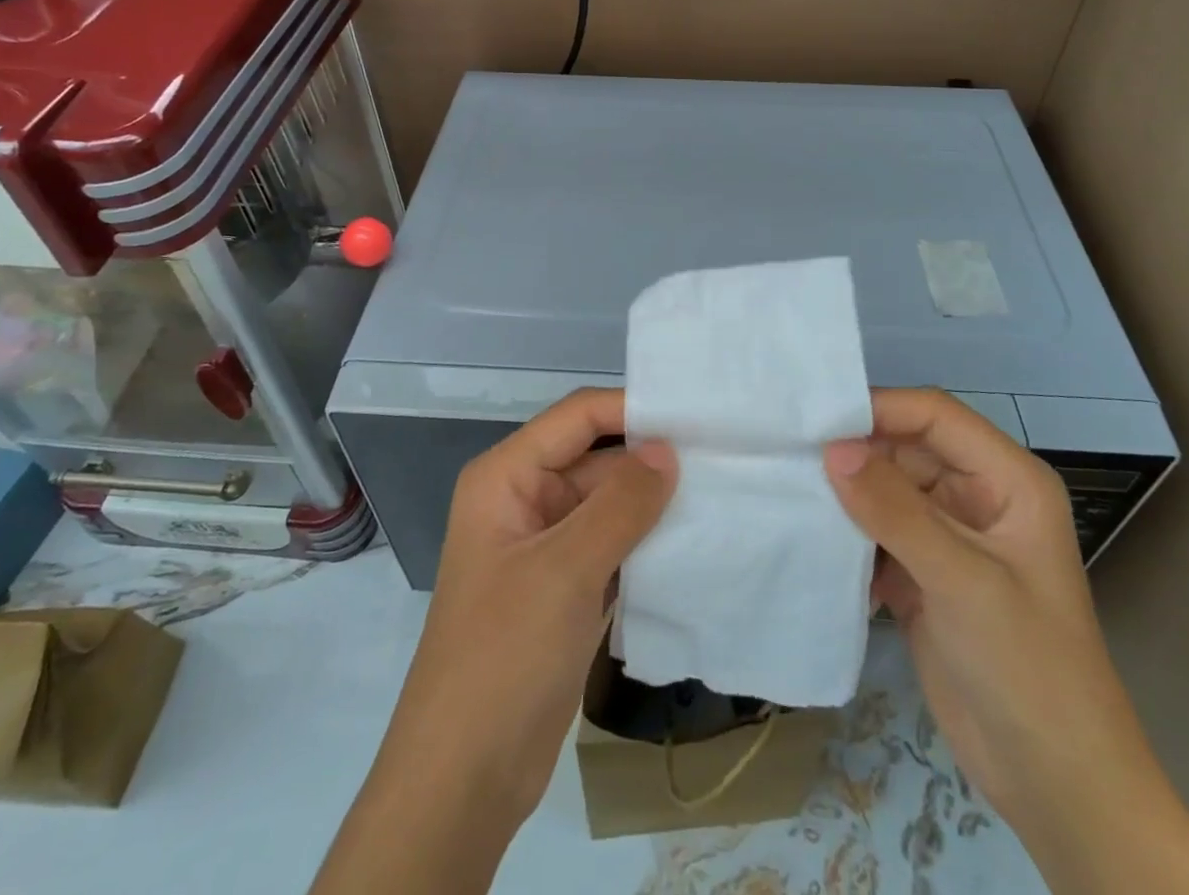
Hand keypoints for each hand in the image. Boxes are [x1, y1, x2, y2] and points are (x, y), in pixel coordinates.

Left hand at [315, 389, 674, 894]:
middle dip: (652, 459)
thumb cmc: (504, 655)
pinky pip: (613, 546)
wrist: (464, 780)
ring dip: (655, 503)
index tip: (697, 415)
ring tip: (721, 492)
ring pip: (609, 504)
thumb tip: (668, 449)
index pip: (577, 417)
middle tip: (723, 456)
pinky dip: (647, 543)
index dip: (632, 410)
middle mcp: (525, 499)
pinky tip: (696, 542)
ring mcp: (546, 546)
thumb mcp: (565, 570)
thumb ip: (621, 504)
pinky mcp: (566, 588)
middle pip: (596, 458)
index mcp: (507, 476)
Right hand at [824, 389, 1188, 894]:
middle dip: (854, 452)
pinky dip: (846, 532)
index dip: (879, 410)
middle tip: (790, 456)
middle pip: (904, 448)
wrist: (1054, 786)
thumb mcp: (963, 581)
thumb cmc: (1028, 669)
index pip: (934, 416)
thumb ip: (895, 510)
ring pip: (884, 488)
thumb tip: (831, 449)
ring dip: (844, 492)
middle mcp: (976, 496)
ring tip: (789, 488)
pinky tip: (809, 535)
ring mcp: (948, 536)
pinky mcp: (922, 572)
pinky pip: (876, 530)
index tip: (817, 425)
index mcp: (1007, 480)